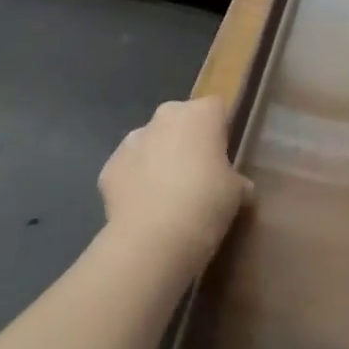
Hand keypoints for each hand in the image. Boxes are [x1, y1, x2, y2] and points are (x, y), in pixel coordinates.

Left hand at [98, 96, 251, 270]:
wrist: (152, 240)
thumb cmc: (205, 204)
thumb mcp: (237, 193)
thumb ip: (236, 180)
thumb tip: (239, 187)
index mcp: (202, 113)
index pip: (216, 109)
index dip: (219, 132)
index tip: (222, 157)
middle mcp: (166, 116)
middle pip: (180, 120)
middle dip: (186, 140)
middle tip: (196, 174)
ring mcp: (133, 139)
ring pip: (151, 142)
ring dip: (158, 158)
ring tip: (167, 196)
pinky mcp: (109, 166)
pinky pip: (129, 168)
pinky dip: (134, 182)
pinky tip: (143, 209)